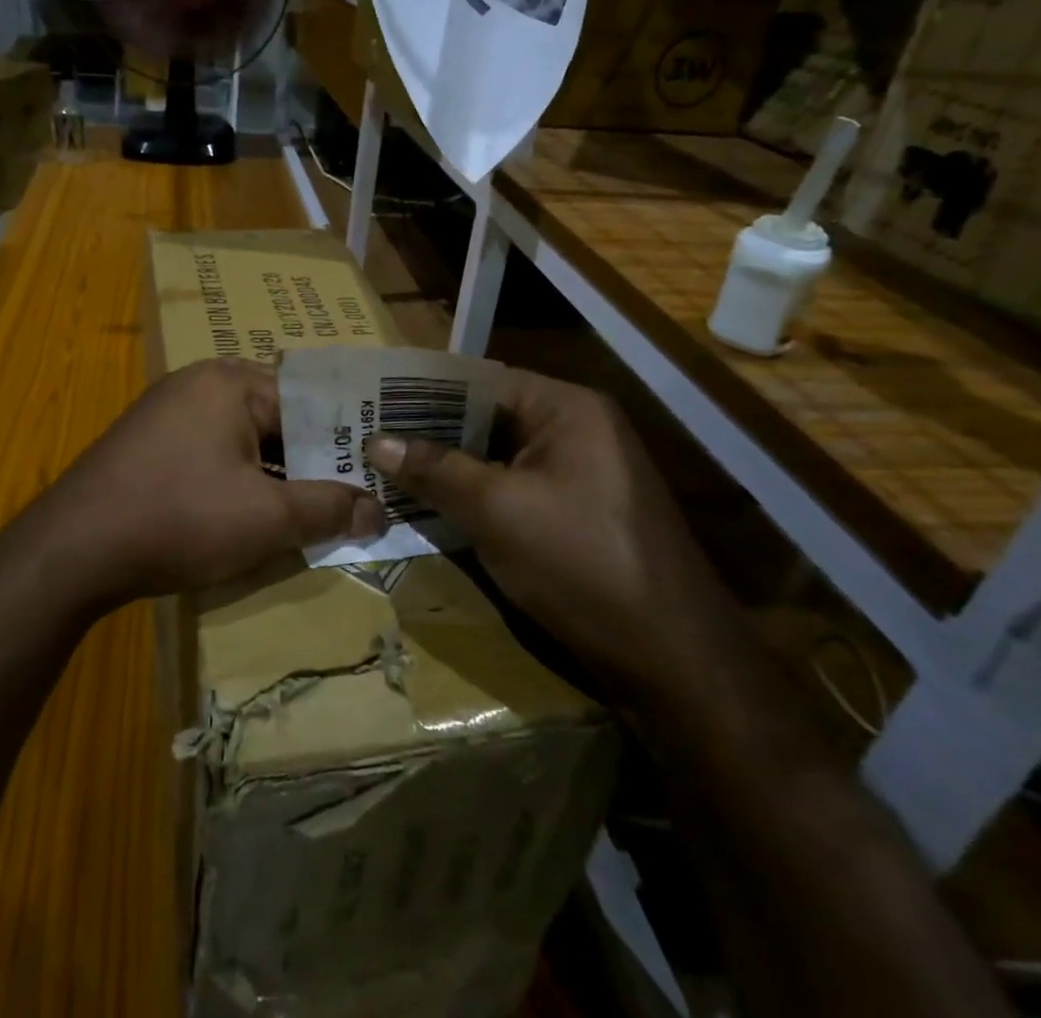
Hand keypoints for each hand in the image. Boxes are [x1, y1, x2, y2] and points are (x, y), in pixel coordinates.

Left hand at [33, 358, 381, 606]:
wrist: (72, 551)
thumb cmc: (180, 518)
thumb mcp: (267, 518)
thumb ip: (329, 509)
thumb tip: (380, 511)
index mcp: (232, 381)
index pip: (311, 402)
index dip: (346, 441)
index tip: (375, 475)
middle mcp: (200, 382)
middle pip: (277, 418)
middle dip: (310, 462)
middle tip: (348, 500)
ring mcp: (168, 411)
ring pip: (244, 439)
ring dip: (275, 476)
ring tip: (307, 513)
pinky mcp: (149, 442)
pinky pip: (211, 452)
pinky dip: (237, 480)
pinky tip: (250, 515)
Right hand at [366, 369, 743, 703]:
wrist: (672, 659)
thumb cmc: (581, 563)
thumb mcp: (497, 511)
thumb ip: (435, 470)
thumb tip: (376, 442)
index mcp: (567, 409)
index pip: (480, 381)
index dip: (423, 391)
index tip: (372, 401)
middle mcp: (577, 429)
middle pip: (487, 417)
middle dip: (429, 432)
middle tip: (369, 438)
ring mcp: (579, 473)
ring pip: (497, 456)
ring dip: (448, 467)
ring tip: (385, 469)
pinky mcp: (576, 512)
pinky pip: (513, 487)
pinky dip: (474, 494)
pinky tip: (430, 505)